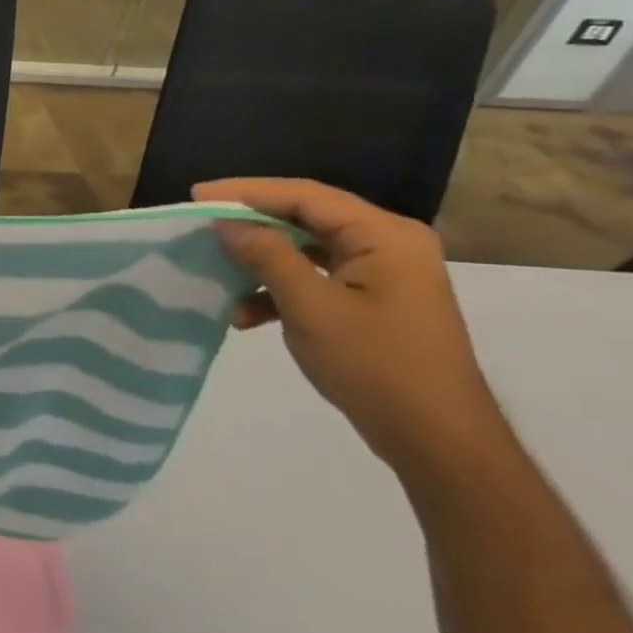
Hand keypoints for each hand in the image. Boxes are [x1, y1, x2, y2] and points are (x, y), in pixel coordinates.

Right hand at [195, 177, 506, 477]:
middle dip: (250, 223)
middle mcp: (388, 244)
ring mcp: (382, 274)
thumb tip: (226, 223)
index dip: (246, 192)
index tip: (196, 195)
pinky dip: (278, 289)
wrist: (437, 440)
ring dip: (260, 260)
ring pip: (305, 248)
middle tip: (200, 224)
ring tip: (217, 271)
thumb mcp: (310, 306)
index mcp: (384, 236)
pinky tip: (246, 314)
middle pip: (305, 217)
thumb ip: (267, 256)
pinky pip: (315, 277)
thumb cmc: (376, 365)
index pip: (305, 196)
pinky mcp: (372, 300)